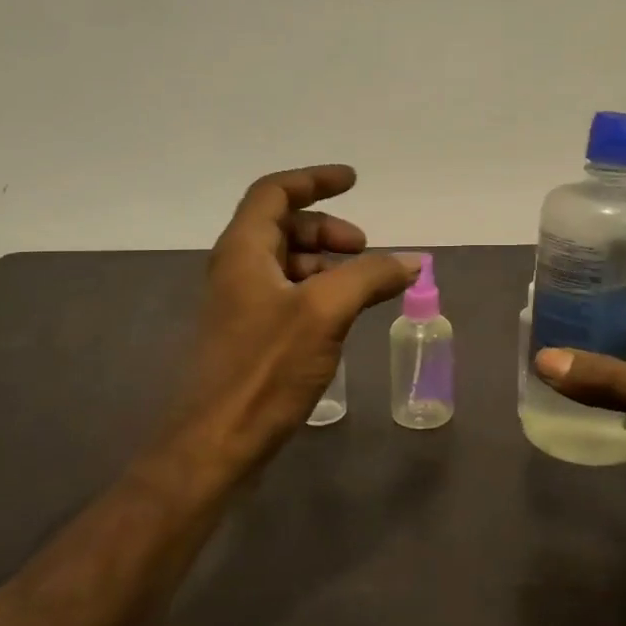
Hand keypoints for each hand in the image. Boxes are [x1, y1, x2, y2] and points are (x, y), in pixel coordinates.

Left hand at [170, 166, 416, 474]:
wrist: (214, 445)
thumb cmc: (264, 369)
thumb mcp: (324, 312)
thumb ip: (369, 277)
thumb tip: (412, 260)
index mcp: (243, 250)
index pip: (275, 192)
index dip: (314, 180)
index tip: (353, 181)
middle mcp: (236, 270)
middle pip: (282, 227)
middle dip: (328, 229)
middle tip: (365, 249)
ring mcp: (239, 305)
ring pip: (287, 264)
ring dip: (326, 263)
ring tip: (362, 286)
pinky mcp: (248, 338)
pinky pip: (288, 296)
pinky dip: (319, 293)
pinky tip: (342, 318)